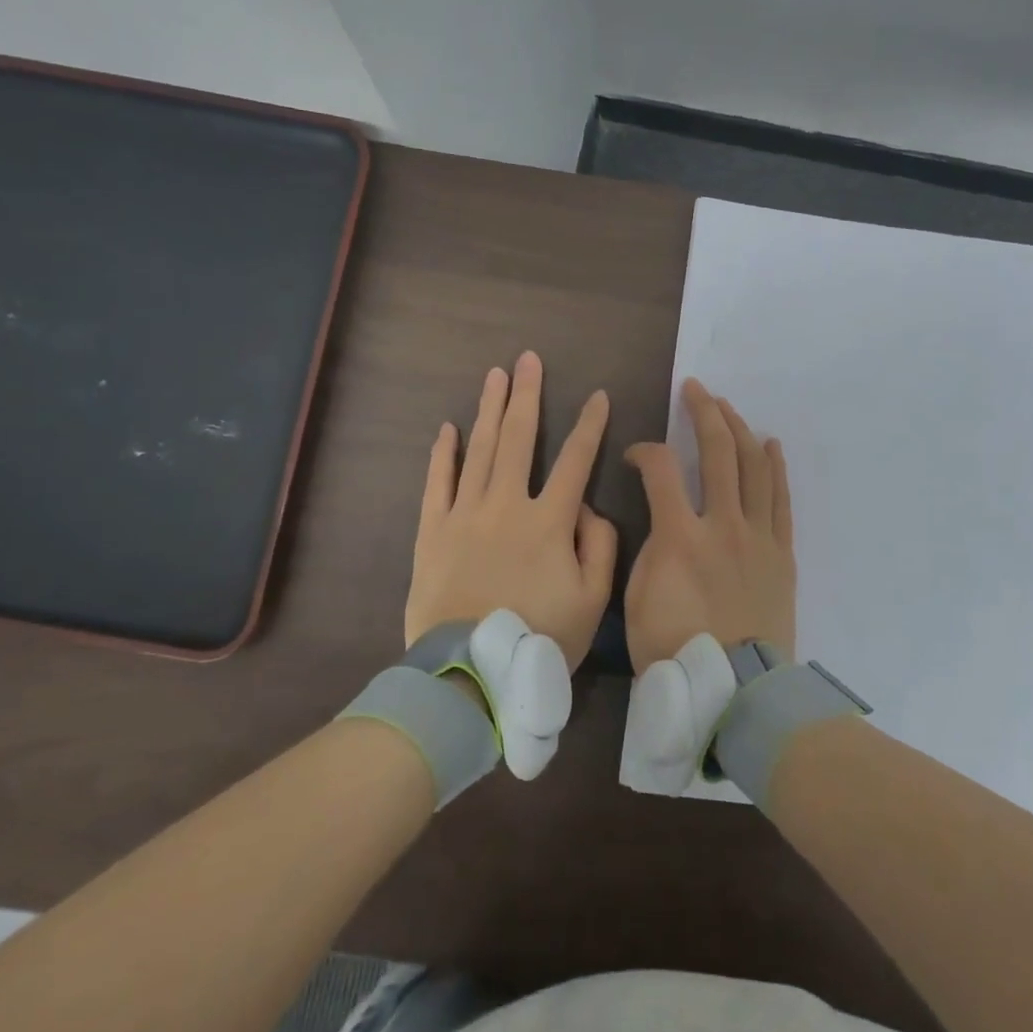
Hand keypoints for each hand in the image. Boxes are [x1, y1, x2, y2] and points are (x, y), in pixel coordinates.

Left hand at [405, 351, 617, 671]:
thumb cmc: (539, 638)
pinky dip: (443, 454)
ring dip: (488, 409)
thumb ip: (600, 548)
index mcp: (549, 521)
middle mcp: (506, 505)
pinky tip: (447, 428)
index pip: (575, 461)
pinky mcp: (432, 531)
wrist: (470, 672)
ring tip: (494, 375)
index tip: (598, 396)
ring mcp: (464, 514)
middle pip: (518, 439)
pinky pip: (437, 483)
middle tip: (528, 360)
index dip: (590, 426)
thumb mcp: (591, 601)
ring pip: (478, 450)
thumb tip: (588, 509)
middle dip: (526, 395)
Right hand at [623, 378, 795, 670]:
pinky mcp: (782, 552)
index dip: (644, 451)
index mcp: (680, 534)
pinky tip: (770, 445)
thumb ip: (649, 549)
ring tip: (728, 407)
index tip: (636, 457)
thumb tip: (662, 524)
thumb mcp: (637, 599)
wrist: (735, 689)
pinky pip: (780, 500)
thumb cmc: (674, 649)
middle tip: (696, 389)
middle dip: (704, 413)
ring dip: (740, 431)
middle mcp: (723, 523)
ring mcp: (758, 536)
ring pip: (753, 467)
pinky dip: (775, 468)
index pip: (661, 468)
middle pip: (717, 452)